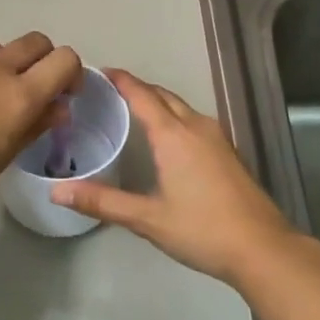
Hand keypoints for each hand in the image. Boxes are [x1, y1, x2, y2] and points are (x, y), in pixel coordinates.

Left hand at [0, 33, 80, 222]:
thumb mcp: (1, 158)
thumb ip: (34, 126)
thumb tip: (57, 107)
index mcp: (20, 96)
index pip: (65, 60)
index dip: (72, 74)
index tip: (65, 96)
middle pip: (37, 42)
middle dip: (46, 60)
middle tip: (38, 90)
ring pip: (3, 43)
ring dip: (11, 59)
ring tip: (0, 89)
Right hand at [49, 69, 300, 285]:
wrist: (262, 248)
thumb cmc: (202, 229)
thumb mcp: (147, 218)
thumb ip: (102, 202)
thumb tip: (57, 191)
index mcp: (174, 135)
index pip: (141, 95)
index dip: (120, 80)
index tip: (98, 71)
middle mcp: (196, 126)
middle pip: (163, 95)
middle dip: (137, 88)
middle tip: (110, 91)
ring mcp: (217, 137)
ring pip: (181, 107)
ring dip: (157, 102)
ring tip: (132, 110)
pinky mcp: (228, 152)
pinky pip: (194, 121)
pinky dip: (174, 117)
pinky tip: (166, 138)